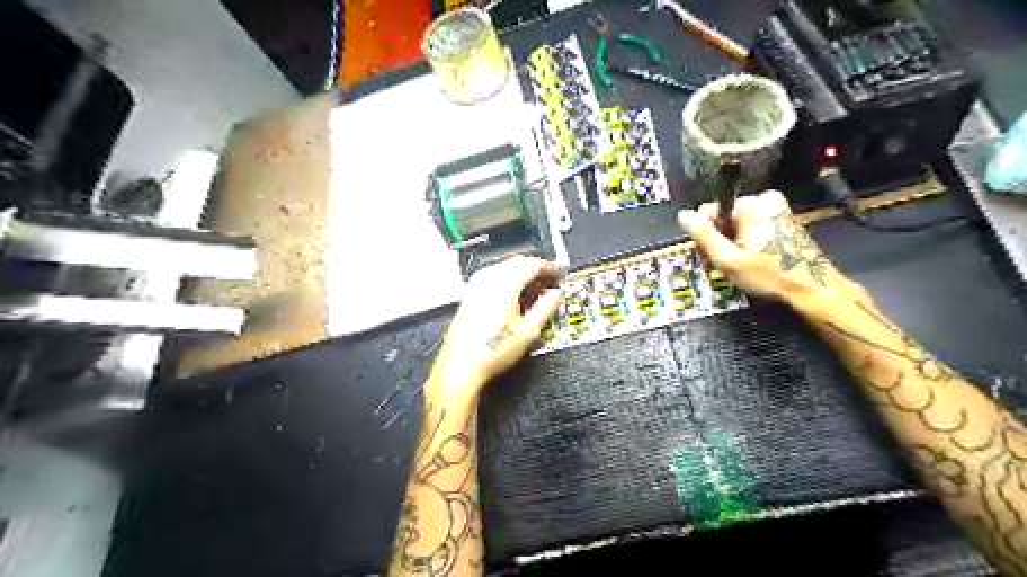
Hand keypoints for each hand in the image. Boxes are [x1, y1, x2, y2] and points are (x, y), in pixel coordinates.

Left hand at [429, 257, 560, 406]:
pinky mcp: (470, 295)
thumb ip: (546, 308)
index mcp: (504, 283)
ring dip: (522, 275)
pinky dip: (508, 281)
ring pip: (505, 268)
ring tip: (534, 292)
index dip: (549, 268)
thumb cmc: (493, 350)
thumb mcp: (528, 331)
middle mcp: (488, 279)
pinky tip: (514, 297)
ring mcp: (476, 285)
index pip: (532, 264)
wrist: (462, 365)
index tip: (559, 275)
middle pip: (518, 262)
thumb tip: (556, 295)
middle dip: (536, 270)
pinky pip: (493, 277)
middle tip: (549, 283)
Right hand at [681, 192, 865, 309]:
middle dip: (720, 237)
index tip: (709, 251)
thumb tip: (685, 216)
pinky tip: (751, 260)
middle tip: (724, 261)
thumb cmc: (769, 274)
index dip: (705, 232)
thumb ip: (704, 235)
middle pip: (725, 215)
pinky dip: (747, 241)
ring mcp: (777, 209)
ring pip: (738, 222)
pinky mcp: (784, 219)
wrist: (811, 288)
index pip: (712, 208)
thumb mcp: (728, 259)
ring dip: (732, 241)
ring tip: (738, 263)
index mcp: (751, 205)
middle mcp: (765, 200)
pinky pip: (753, 225)